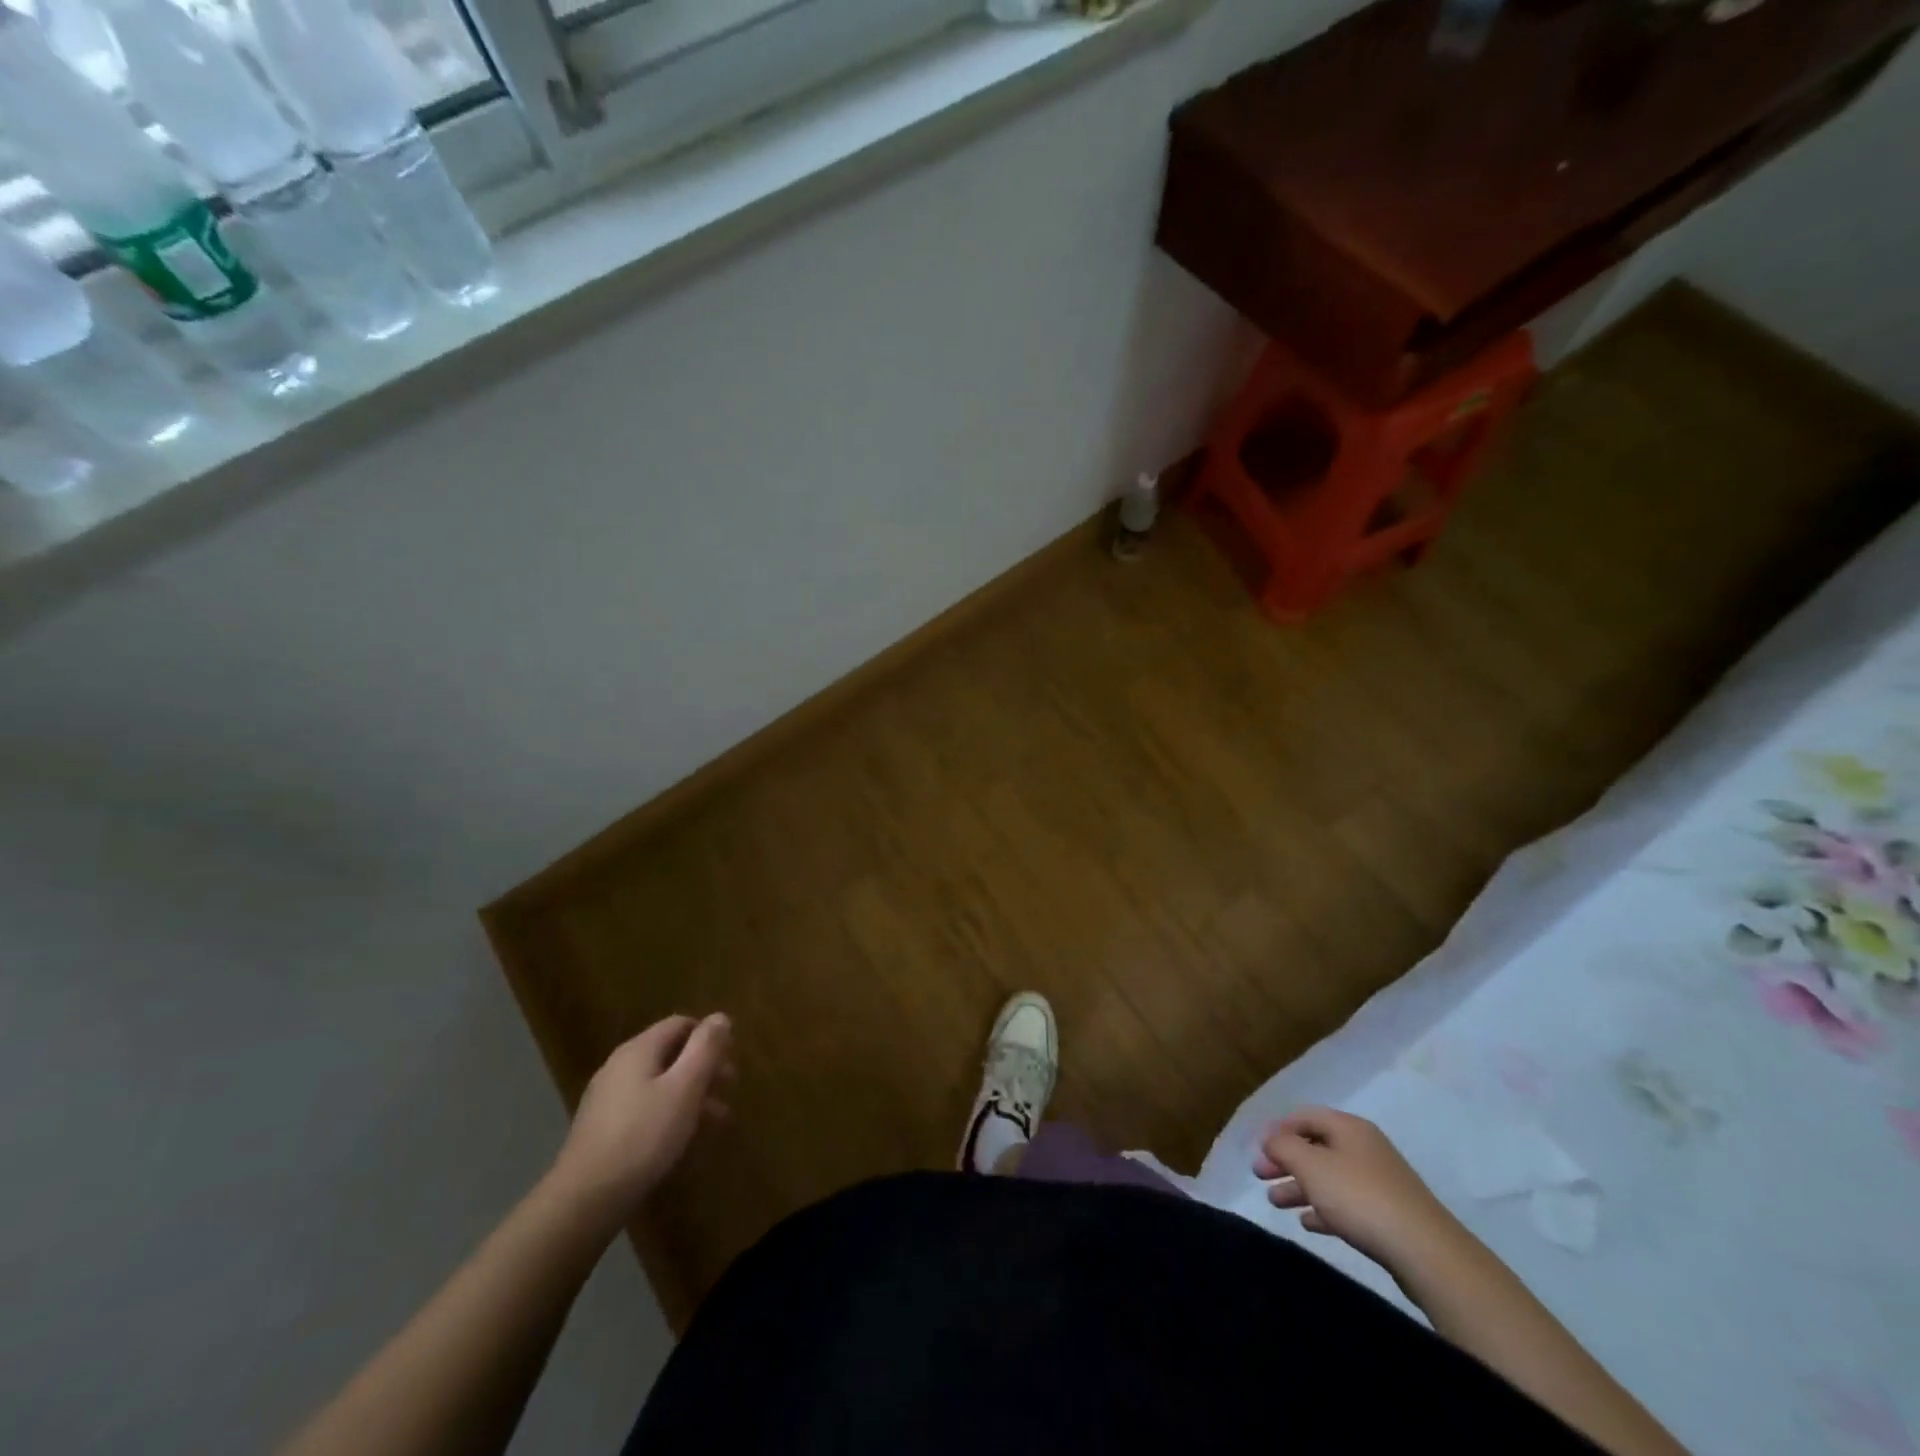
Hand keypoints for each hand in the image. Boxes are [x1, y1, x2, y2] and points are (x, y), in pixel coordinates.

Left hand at [550, 1013, 733, 1224]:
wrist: (584, 1200)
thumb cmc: (643, 1136)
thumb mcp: (685, 1088)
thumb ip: (705, 1049)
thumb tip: (720, 1016)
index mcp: (639, 1050)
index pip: (681, 1024)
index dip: (709, 1036)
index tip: (732, 1057)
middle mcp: (620, 1066)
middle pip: (670, 1053)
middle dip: (704, 1067)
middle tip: (730, 1087)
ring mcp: (608, 1099)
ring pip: (659, 1083)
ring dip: (691, 1093)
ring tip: (717, 1119)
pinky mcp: (603, 1129)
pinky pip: (645, 1107)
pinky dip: (670, 1112)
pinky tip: (684, 1137)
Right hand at [1254, 1107, 1462, 1272]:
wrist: (1426, 1252)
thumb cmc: (1360, 1197)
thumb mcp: (1311, 1166)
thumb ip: (1283, 1147)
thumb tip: (1270, 1140)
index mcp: (1348, 1127)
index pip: (1304, 1116)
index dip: (1277, 1129)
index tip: (1257, 1149)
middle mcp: (1364, 1148)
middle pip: (1316, 1147)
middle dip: (1285, 1160)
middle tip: (1260, 1176)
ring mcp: (1379, 1182)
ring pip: (1329, 1177)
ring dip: (1300, 1186)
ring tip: (1276, 1202)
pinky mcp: (1388, 1214)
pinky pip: (1346, 1203)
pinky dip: (1323, 1208)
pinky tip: (1308, 1223)